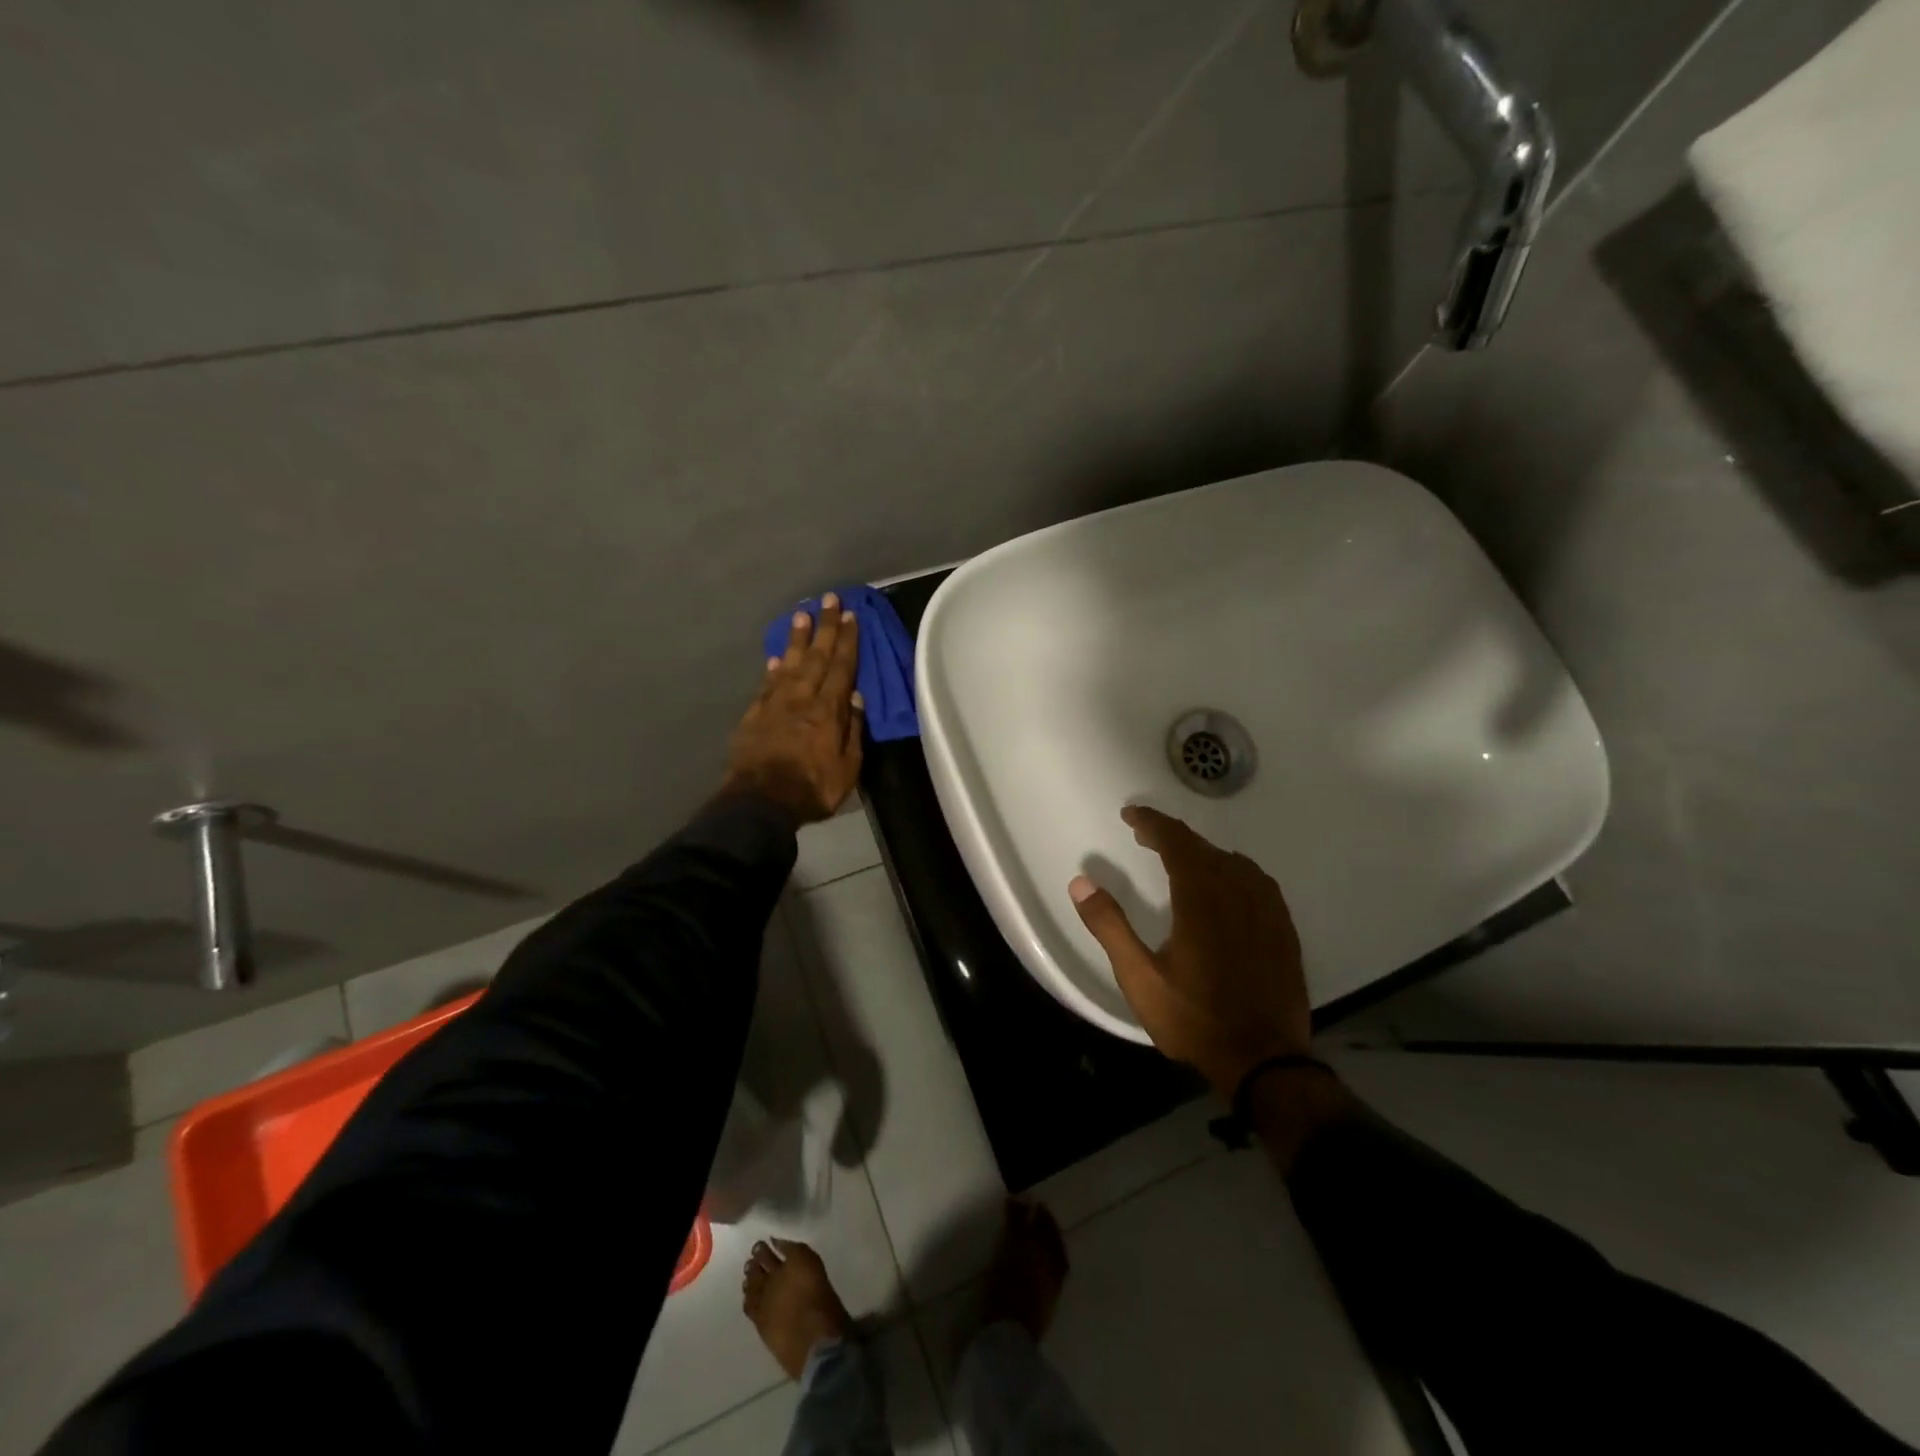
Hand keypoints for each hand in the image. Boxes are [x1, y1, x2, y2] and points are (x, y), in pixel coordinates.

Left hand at [722, 594, 863, 824]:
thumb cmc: (812, 789)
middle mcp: (802, 698)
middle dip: (825, 626)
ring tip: (802, 613)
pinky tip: (778, 656)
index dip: (847, 640)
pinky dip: (774, 667)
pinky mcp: (754, 714)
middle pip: (816, 656)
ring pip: (790, 662)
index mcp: (828, 710)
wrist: (760, 803)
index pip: (841, 667)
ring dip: (798, 637)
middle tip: (830, 599)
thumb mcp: (847, 768)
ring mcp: (775, 704)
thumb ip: (852, 730)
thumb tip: (855, 697)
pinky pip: (767, 683)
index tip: (851, 616)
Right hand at [1069, 806, 1309, 1100]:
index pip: (1176, 842)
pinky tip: (1228, 883)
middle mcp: (1237, 893)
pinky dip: (1234, 869)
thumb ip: (1109, 926)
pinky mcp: (1284, 929)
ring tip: (1180, 858)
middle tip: (1145, 835)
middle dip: (1172, 835)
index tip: (1130, 815)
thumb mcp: (1139, 977)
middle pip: (1204, 848)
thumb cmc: (1194, 1018)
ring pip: (1233, 862)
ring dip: (1203, 852)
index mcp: (1201, 899)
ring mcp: (1266, 911)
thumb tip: (1081, 882)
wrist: (1264, 1061)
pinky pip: (1258, 881)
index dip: (1152, 823)